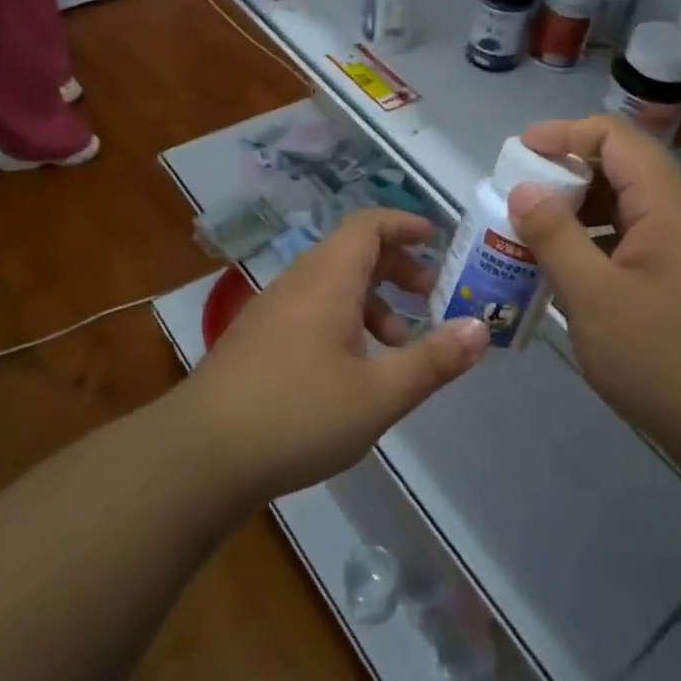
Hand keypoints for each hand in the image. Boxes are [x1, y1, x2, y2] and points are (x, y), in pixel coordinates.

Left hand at [182, 208, 489, 501]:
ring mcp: (271, 312)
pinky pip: (311, 312)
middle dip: (397, 269)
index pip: (368, 225)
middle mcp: (297, 283)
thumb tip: (480, 328)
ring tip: (401, 345)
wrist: (199, 456)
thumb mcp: (379, 393)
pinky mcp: (257, 342)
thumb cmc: (298, 414)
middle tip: (431, 297)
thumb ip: (433, 359)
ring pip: (332, 287)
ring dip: (372, 303)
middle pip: (352, 253)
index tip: (437, 239)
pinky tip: (356, 372)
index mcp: (327, 279)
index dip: (404, 224)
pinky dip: (345, 324)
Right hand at [509, 116, 680, 458]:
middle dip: (566, 178)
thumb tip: (524, 190)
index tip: (518, 153)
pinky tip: (573, 279)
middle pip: (623, 171)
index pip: (615, 138)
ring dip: (582, 217)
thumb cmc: (666, 359)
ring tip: (534, 241)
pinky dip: (602, 248)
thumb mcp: (595, 297)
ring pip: (631, 212)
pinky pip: (641, 245)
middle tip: (518, 203)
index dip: (563, 134)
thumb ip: (554, 237)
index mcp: (670, 206)